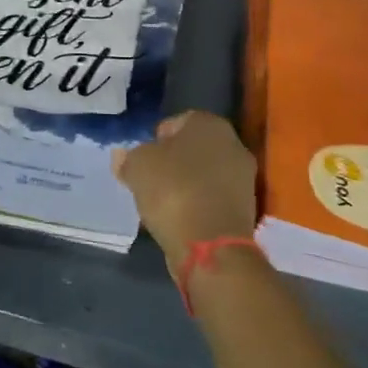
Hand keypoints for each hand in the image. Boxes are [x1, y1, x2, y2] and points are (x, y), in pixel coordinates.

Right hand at [115, 112, 258, 272]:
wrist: (210, 245)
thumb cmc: (172, 190)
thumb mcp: (137, 167)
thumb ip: (128, 157)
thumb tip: (122, 156)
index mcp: (210, 124)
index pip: (177, 122)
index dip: (156, 139)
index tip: (142, 158)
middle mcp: (233, 144)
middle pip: (193, 148)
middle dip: (172, 161)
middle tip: (149, 179)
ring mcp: (243, 178)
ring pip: (204, 174)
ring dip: (185, 184)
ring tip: (161, 202)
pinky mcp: (245, 209)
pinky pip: (212, 198)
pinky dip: (197, 204)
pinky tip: (179, 218)